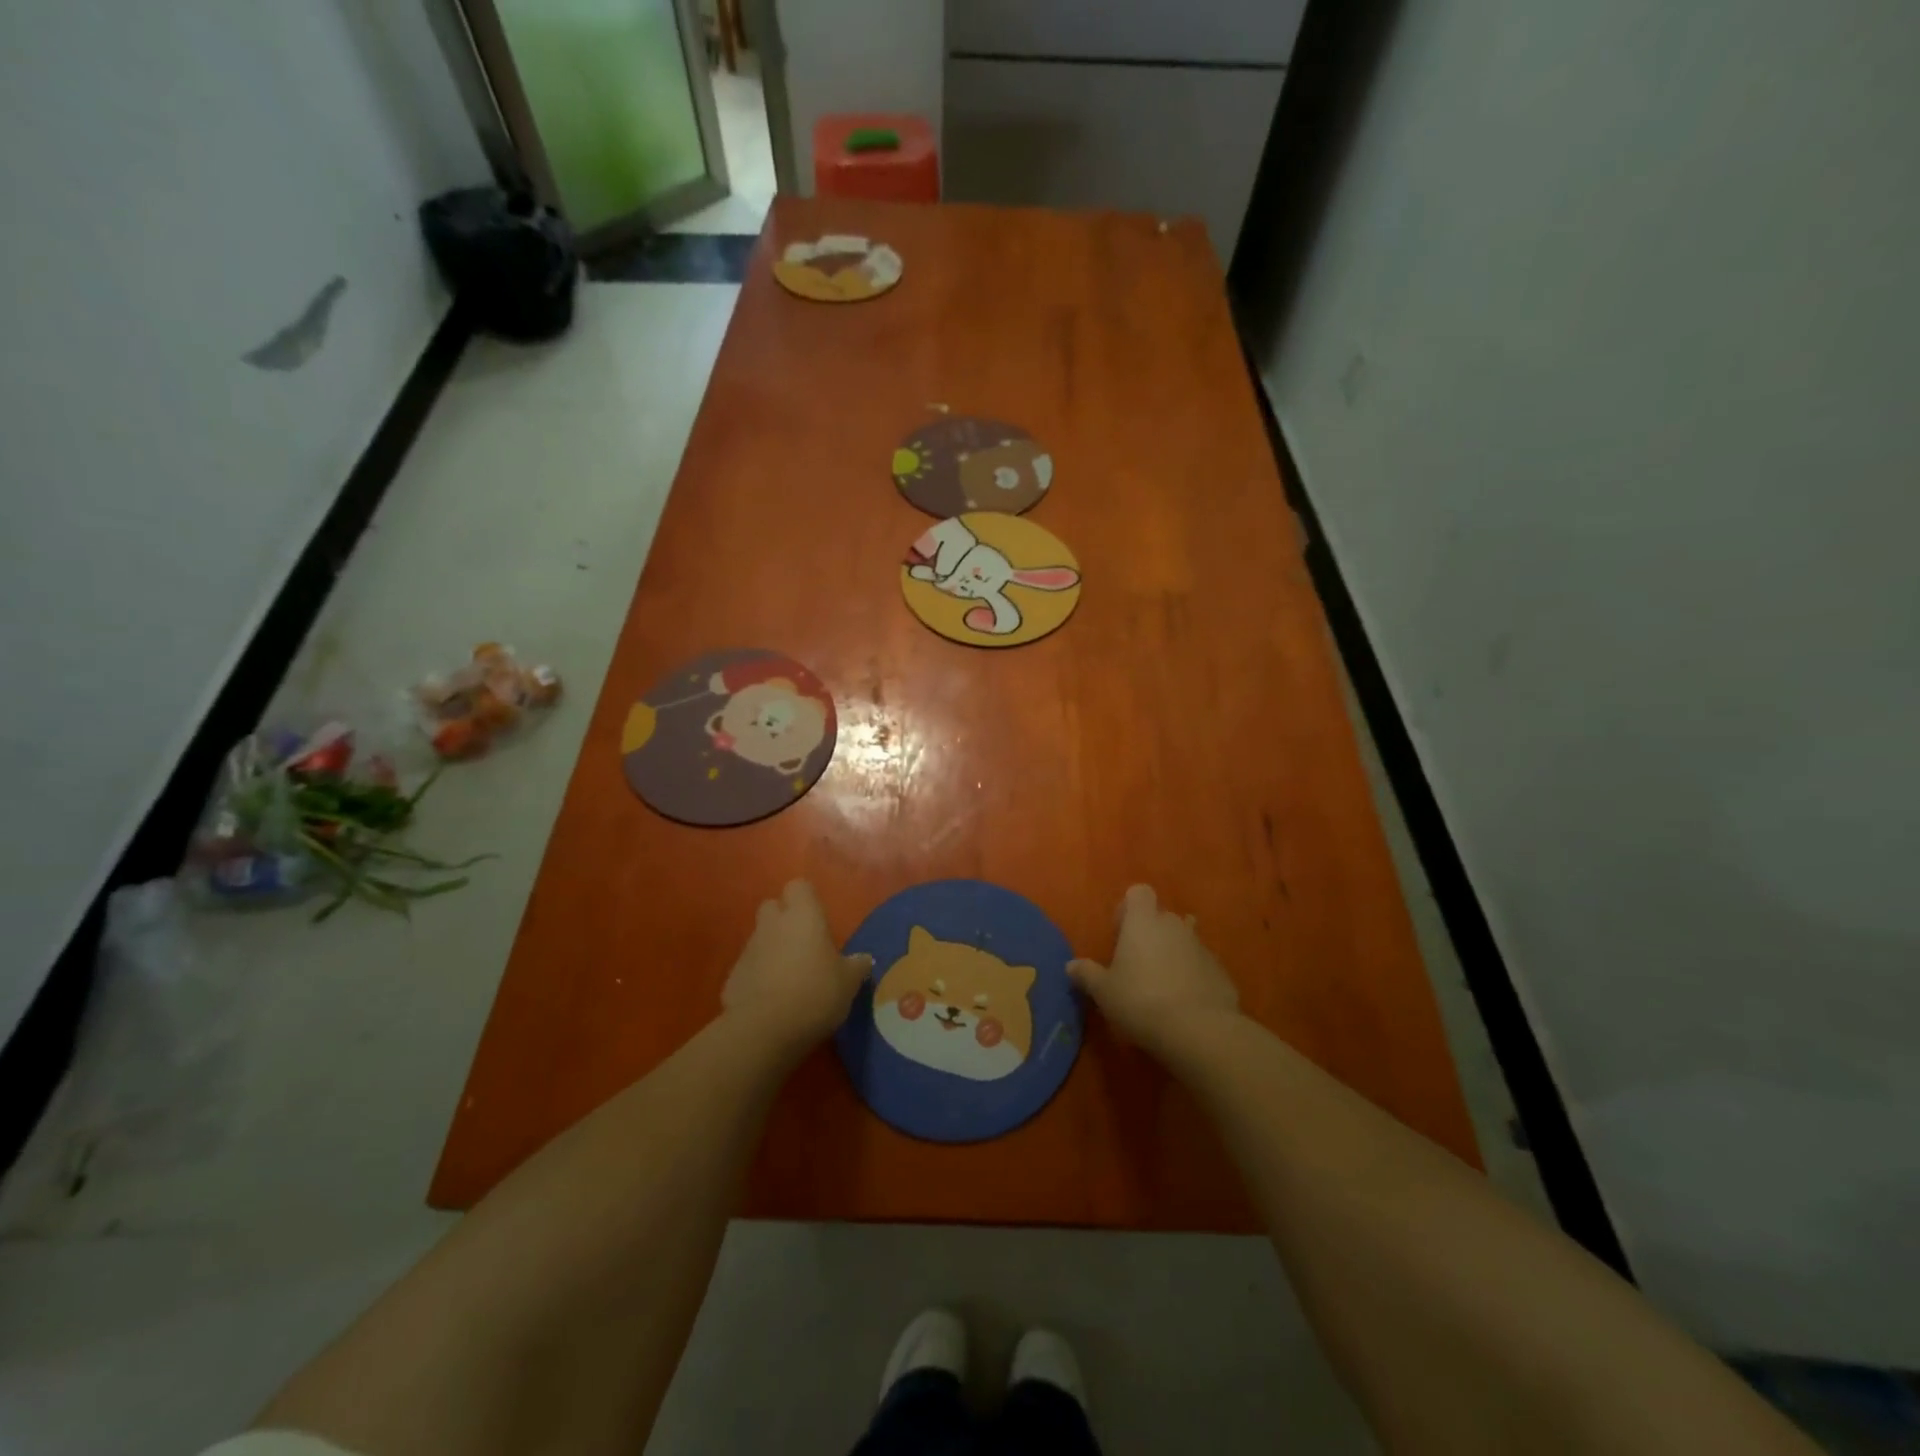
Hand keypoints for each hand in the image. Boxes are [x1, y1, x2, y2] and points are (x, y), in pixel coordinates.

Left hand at [721, 880, 870, 1059]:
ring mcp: (748, 949)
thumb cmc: (815, 993)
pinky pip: (748, 967)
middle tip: (803, 944)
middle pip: (772, 907)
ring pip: (760, 938)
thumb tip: (863, 959)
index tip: (819, 920)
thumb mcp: (849, 983)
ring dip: (772, 949)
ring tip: (790, 977)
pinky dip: (758, 977)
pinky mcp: (732, 977)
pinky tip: (771, 1000)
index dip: (807, 899)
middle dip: (784, 920)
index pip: (799, 886)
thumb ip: (856, 966)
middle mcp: (772, 924)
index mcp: (803, 916)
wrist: (764, 1029)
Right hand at [1068, 885, 1238, 1048]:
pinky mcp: (1222, 972)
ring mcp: (1202, 948)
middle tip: (1137, 964)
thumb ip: (1087, 974)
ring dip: (1174, 954)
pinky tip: (1185, 1003)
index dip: (1128, 909)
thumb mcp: (1104, 992)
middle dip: (1151, 934)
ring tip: (1162, 984)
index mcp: (1143, 921)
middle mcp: (1174, 926)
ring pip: (1185, 940)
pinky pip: (1202, 965)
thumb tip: (1071, 966)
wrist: (1200, 1031)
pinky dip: (1194, 976)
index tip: (1120, 934)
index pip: (1139, 892)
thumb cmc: (1141, 1001)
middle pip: (1162, 917)